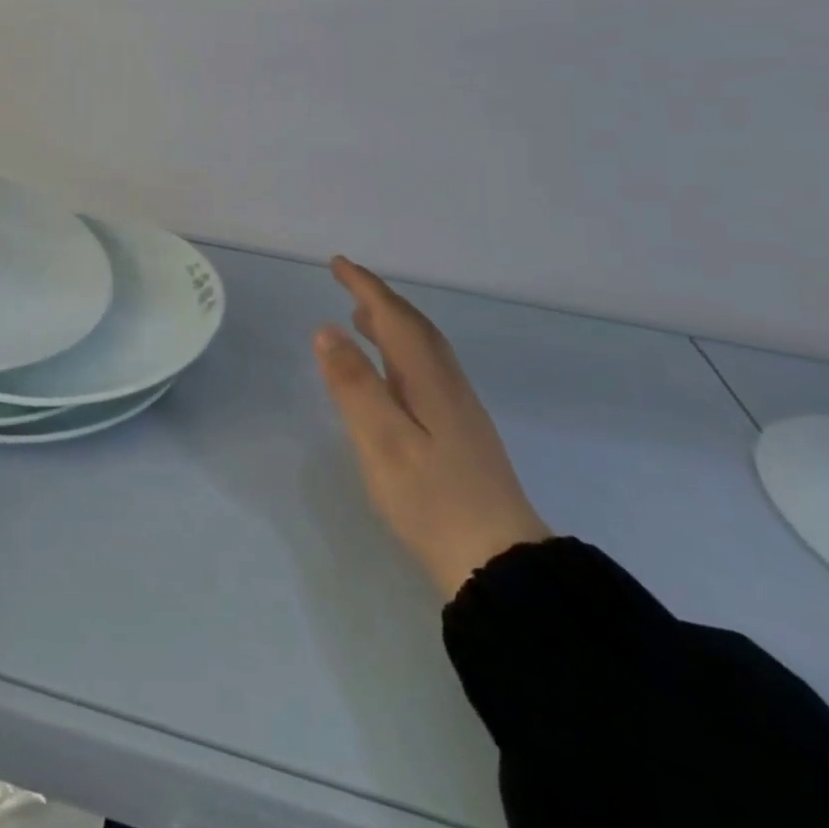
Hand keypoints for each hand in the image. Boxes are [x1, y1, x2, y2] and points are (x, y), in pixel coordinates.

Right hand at [315, 257, 550, 600]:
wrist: (501, 564)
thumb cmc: (432, 500)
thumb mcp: (382, 442)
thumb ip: (354, 385)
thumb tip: (327, 330)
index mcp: (429, 380)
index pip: (394, 318)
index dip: (366, 287)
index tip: (338, 263)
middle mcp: (448, 385)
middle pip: (414, 328)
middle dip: (380, 299)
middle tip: (347, 282)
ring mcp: (459, 410)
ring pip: (423, 349)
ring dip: (392, 324)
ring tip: (360, 318)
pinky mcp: (460, 433)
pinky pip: (426, 369)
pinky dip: (401, 352)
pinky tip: (390, 373)